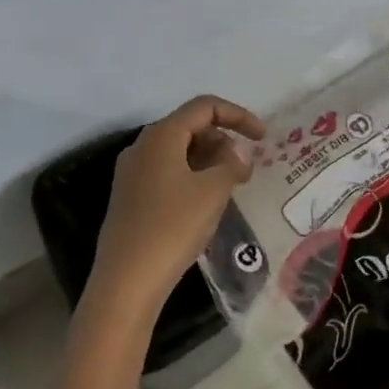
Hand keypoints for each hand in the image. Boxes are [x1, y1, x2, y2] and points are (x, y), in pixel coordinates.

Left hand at [91, 94, 265, 319]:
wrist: (126, 281)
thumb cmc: (172, 227)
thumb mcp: (213, 191)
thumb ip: (232, 163)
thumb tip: (237, 153)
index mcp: (161, 135)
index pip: (204, 107)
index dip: (238, 115)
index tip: (263, 138)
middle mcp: (142, 146)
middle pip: (190, 127)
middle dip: (223, 141)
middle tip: (246, 171)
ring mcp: (132, 173)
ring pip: (179, 152)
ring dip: (209, 161)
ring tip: (230, 188)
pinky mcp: (130, 198)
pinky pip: (168, 173)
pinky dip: (192, 177)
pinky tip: (205, 204)